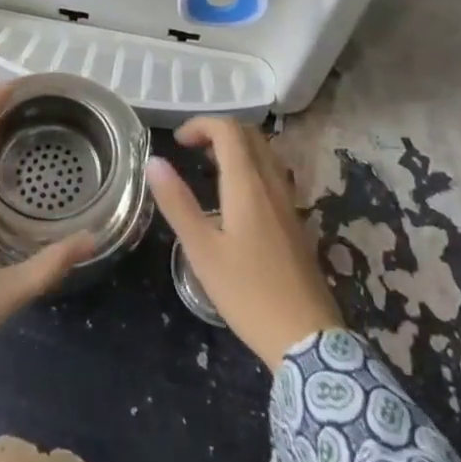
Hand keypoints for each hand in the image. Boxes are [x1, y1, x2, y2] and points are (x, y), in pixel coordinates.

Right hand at [147, 118, 344, 370]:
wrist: (306, 336)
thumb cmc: (247, 293)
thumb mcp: (202, 251)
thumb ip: (177, 203)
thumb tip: (153, 161)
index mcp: (248, 185)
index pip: (229, 130)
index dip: (201, 124)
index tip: (177, 142)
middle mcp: (273, 184)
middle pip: (250, 136)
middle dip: (218, 131)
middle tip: (190, 150)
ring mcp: (289, 202)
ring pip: (265, 154)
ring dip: (236, 148)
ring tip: (208, 168)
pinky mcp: (296, 221)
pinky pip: (273, 175)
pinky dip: (250, 168)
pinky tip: (234, 199)